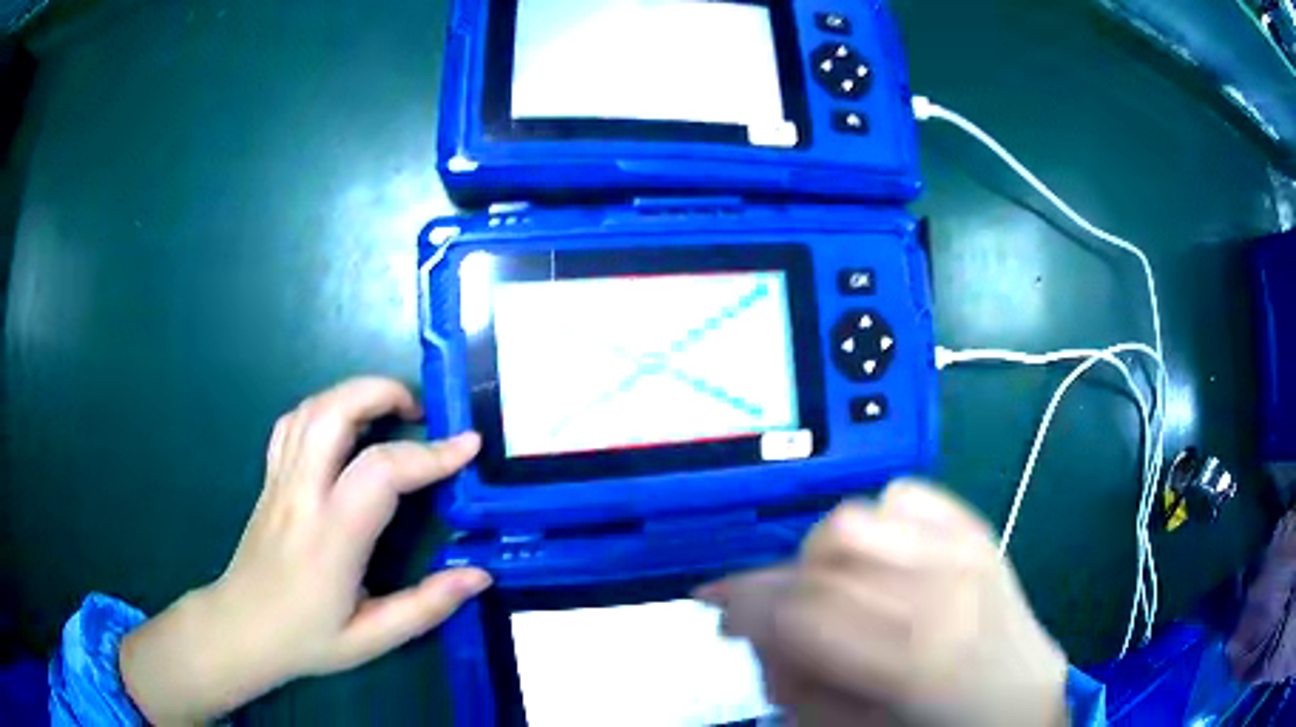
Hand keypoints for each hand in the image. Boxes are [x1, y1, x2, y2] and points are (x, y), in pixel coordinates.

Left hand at [119, 377, 490, 723]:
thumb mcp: (372, 638)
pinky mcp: (269, 479)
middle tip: (420, 412)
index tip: (467, 445)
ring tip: (389, 412)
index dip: (430, 453)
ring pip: (310, 409)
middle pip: (334, 412)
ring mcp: (279, 480)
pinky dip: (323, 409)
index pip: (381, 472)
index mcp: (331, 536)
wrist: (241, 629)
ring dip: (354, 394)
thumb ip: (426, 606)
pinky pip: (291, 424)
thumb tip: (479, 574)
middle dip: (382, 393)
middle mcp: (301, 494)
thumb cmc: (306, 638)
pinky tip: (343, 429)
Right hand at [698, 481, 1068, 726]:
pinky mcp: (975, 527)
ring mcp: (966, 546)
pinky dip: (873, 525)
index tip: (718, 610)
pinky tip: (879, 563)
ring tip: (832, 592)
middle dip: (777, 580)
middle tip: (772, 616)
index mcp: (916, 654)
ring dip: (824, 555)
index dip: (745, 602)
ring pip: (857, 515)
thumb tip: (758, 634)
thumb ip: (794, 684)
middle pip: (826, 548)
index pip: (804, 606)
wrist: (1020, 698)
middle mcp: (943, 584)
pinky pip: (901, 497)